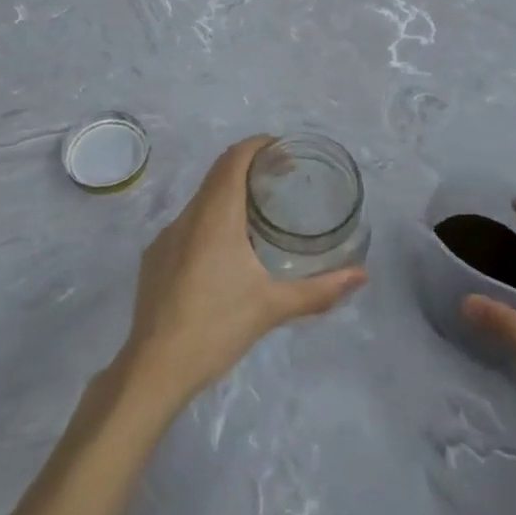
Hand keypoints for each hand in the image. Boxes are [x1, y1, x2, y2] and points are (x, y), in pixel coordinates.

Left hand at [118, 136, 366, 409]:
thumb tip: (362, 275)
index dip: (258, 146)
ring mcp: (166, 237)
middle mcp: (188, 216)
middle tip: (281, 178)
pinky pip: (188, 224)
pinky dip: (211, 220)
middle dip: (249, 167)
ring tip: (259, 214)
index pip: (234, 159)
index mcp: (215, 216)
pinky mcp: (155, 259)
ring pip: (202, 200)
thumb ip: (319, 290)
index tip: (283, 151)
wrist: (153, 369)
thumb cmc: (216, 328)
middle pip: (218, 174)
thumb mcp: (272, 307)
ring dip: (229, 195)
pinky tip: (225, 252)